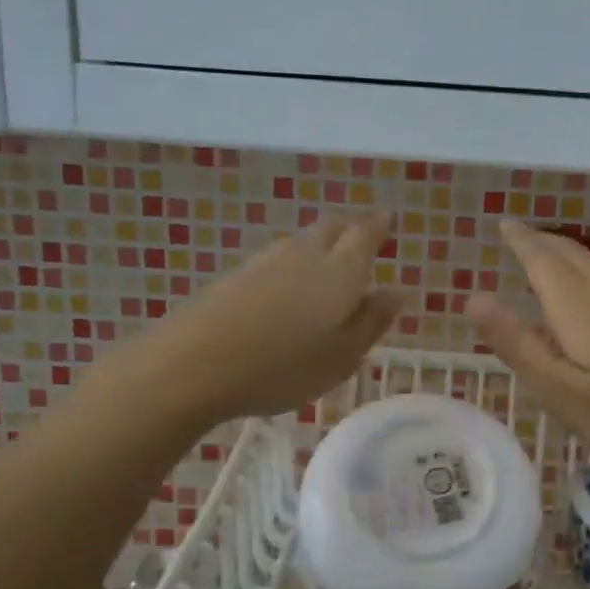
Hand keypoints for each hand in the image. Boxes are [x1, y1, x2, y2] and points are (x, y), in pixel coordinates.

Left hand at [157, 213, 404, 422]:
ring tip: (325, 269)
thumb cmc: (283, 367)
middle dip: (349, 231)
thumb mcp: (342, 356)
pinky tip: (284, 291)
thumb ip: (372, 322)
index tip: (387, 221)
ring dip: (318, 248)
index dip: (378, 227)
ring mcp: (264, 262)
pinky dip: (289, 267)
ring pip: (300, 243)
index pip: (364, 234)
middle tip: (359, 243)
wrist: (193, 364)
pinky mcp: (233, 276)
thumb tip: (396, 291)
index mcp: (339, 271)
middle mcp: (304, 255)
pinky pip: (274, 261)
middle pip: (330, 229)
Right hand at [469, 219, 589, 479]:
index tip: (503, 224)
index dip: (520, 240)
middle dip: (541, 242)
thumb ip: (518, 345)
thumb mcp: (562, 392)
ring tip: (548, 256)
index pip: (541, 259)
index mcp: (578, 307)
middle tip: (519, 235)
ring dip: (566, 254)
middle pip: (570, 255)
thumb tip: (474, 298)